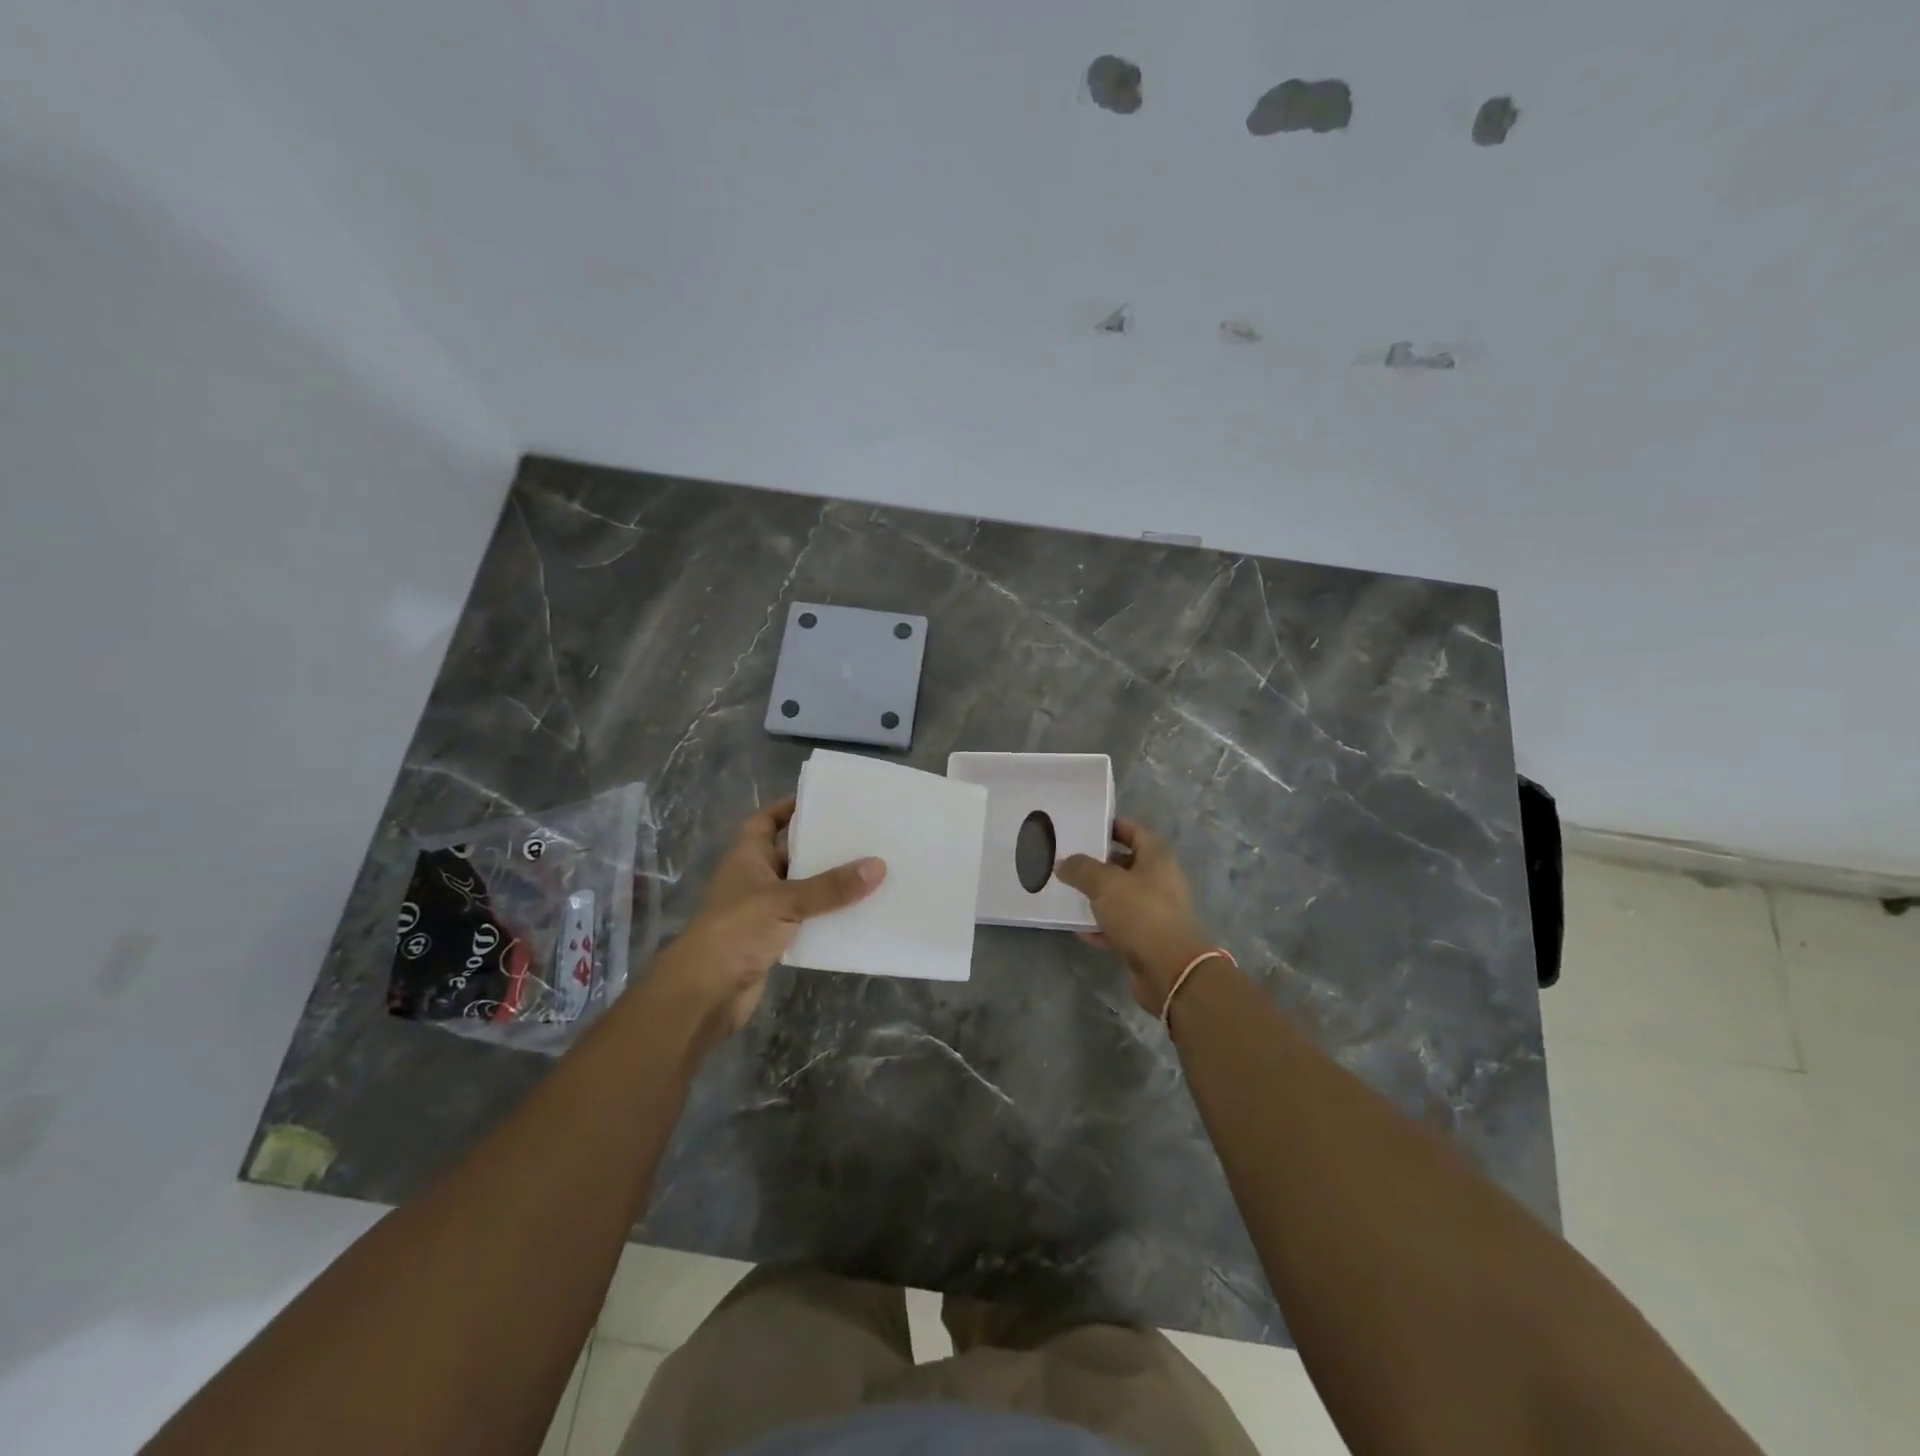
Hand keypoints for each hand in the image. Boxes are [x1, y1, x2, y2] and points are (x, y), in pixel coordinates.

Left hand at [644, 798, 883, 1051]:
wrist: (706, 992)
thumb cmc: (737, 930)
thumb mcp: (786, 900)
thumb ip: (831, 886)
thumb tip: (878, 865)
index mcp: (746, 856)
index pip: (766, 820)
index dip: (789, 807)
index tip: (825, 801)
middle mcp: (753, 878)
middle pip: (790, 852)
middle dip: (820, 845)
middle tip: (862, 834)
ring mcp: (761, 910)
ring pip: (801, 887)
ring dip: (828, 883)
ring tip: (868, 870)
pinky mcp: (772, 939)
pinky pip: (806, 919)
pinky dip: (826, 915)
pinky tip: (857, 912)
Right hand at [1056, 819, 1216, 1012]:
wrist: (1170, 970)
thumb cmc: (1141, 913)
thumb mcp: (1105, 883)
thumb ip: (1081, 869)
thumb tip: (1063, 863)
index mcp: (1156, 857)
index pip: (1134, 830)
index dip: (1111, 826)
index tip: (1083, 826)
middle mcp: (1158, 880)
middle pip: (1124, 863)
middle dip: (1096, 861)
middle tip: (1065, 858)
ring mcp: (1153, 911)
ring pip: (1119, 896)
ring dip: (1095, 895)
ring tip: (1065, 890)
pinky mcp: (1146, 938)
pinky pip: (1118, 925)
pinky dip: (1100, 925)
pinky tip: (1077, 927)